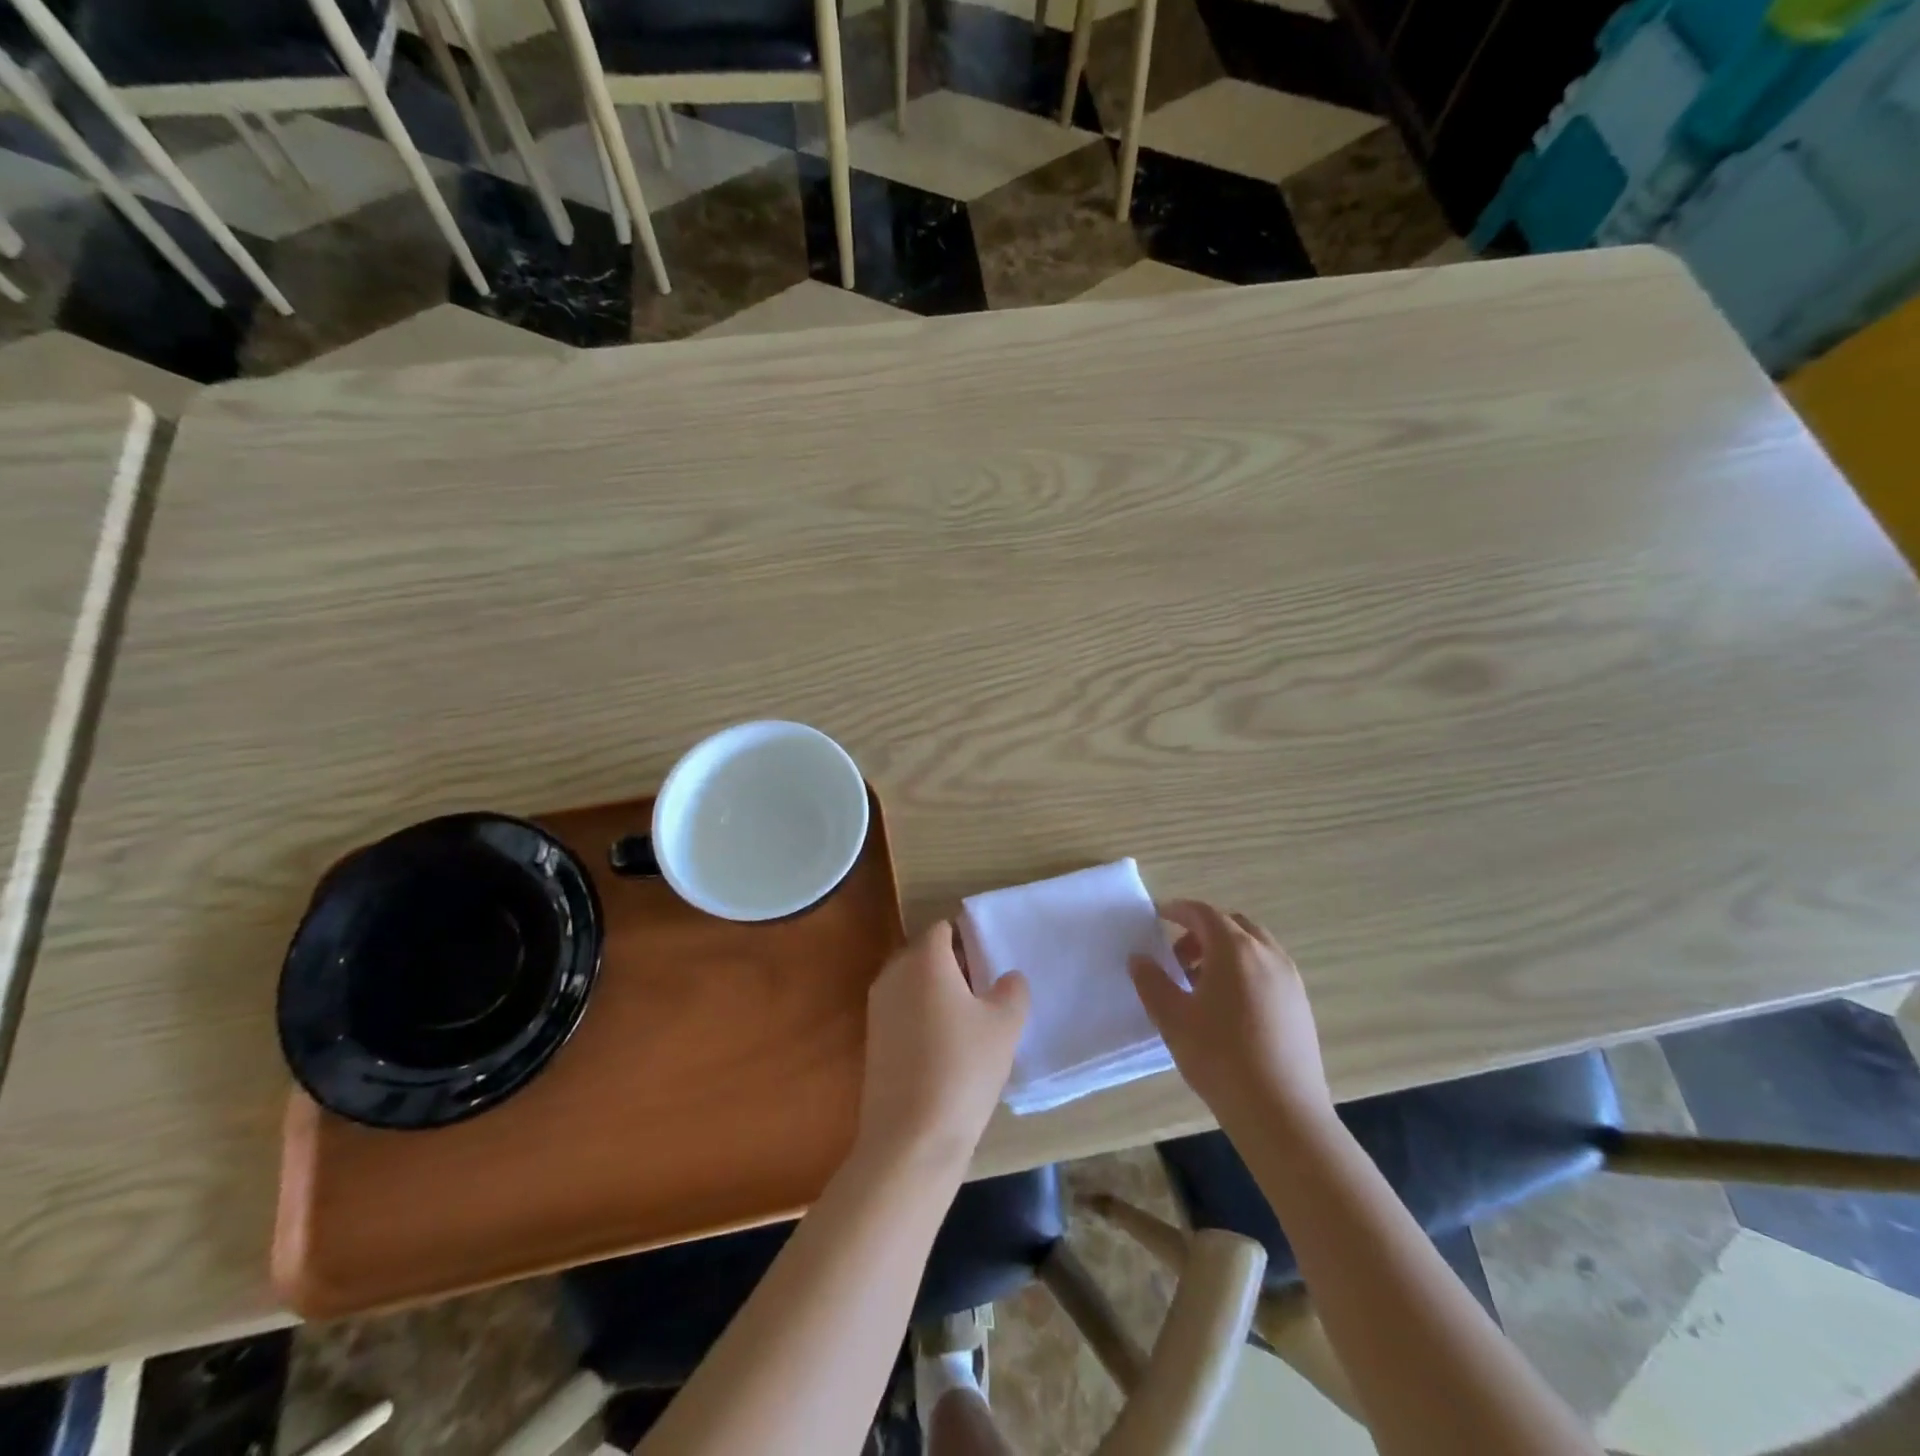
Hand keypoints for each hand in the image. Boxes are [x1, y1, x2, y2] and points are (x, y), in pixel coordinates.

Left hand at [853, 921, 1029, 1174]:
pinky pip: (902, 1010)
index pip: (944, 928)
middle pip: (925, 953)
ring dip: (938, 991)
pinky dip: (923, 1016)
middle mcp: (894, 973)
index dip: (969, 938)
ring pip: (912, 982)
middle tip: (986, 988)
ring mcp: (877, 1007)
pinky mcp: (872, 1039)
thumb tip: (1006, 977)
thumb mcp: (1005, 1025)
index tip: (991, 961)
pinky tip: (947, 1047)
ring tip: (971, 1020)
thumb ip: (1012, 989)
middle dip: (954, 964)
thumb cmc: (962, 1068)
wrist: (911, 1138)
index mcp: (924, 959)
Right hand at [1129, 900, 1332, 1134]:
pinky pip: (1269, 969)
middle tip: (1178, 957)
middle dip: (1202, 932)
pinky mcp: (1301, 1005)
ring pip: (1254, 947)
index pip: (1203, 913)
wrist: (1281, 1112)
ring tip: (1202, 985)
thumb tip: (1139, 958)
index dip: (1178, 910)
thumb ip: (1151, 982)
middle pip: (1232, 925)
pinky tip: (1230, 1008)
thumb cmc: (1220, 1057)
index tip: (1159, 916)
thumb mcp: (1172, 1018)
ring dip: (1225, 952)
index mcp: (1234, 949)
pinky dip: (1246, 970)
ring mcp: (1290, 979)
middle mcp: (1267, 954)